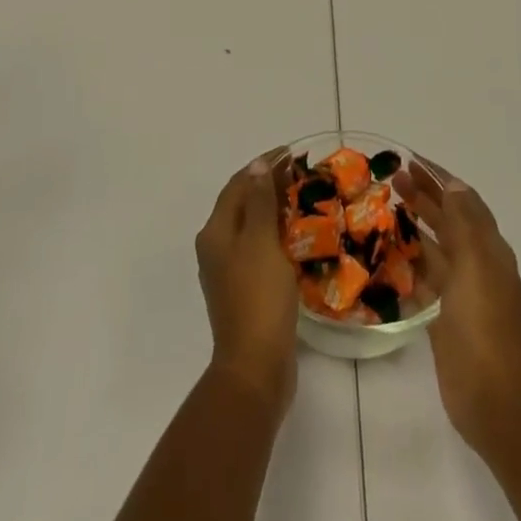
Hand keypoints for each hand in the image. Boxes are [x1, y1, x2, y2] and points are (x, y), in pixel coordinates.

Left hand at [195, 155, 299, 413]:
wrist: (256, 367)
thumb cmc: (258, 297)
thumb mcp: (261, 242)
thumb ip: (260, 202)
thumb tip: (257, 165)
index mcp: (215, 232)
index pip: (238, 184)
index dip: (262, 166)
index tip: (291, 153)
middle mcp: (216, 248)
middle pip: (242, 204)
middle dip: (269, 186)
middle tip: (302, 175)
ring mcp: (229, 271)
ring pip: (252, 228)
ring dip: (275, 210)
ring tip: (305, 200)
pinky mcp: (246, 291)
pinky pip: (261, 250)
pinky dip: (278, 236)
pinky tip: (299, 238)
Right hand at [395, 158, 520, 454]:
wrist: (490, 396)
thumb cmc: (483, 322)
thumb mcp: (475, 262)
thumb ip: (464, 222)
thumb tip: (453, 184)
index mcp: (490, 249)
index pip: (464, 200)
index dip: (440, 177)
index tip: (410, 159)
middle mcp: (478, 266)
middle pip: (449, 221)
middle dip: (424, 196)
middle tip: (391, 179)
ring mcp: (461, 293)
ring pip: (435, 248)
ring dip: (414, 226)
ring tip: (385, 209)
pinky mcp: (444, 318)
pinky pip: (424, 279)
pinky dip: (408, 263)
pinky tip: (387, 256)